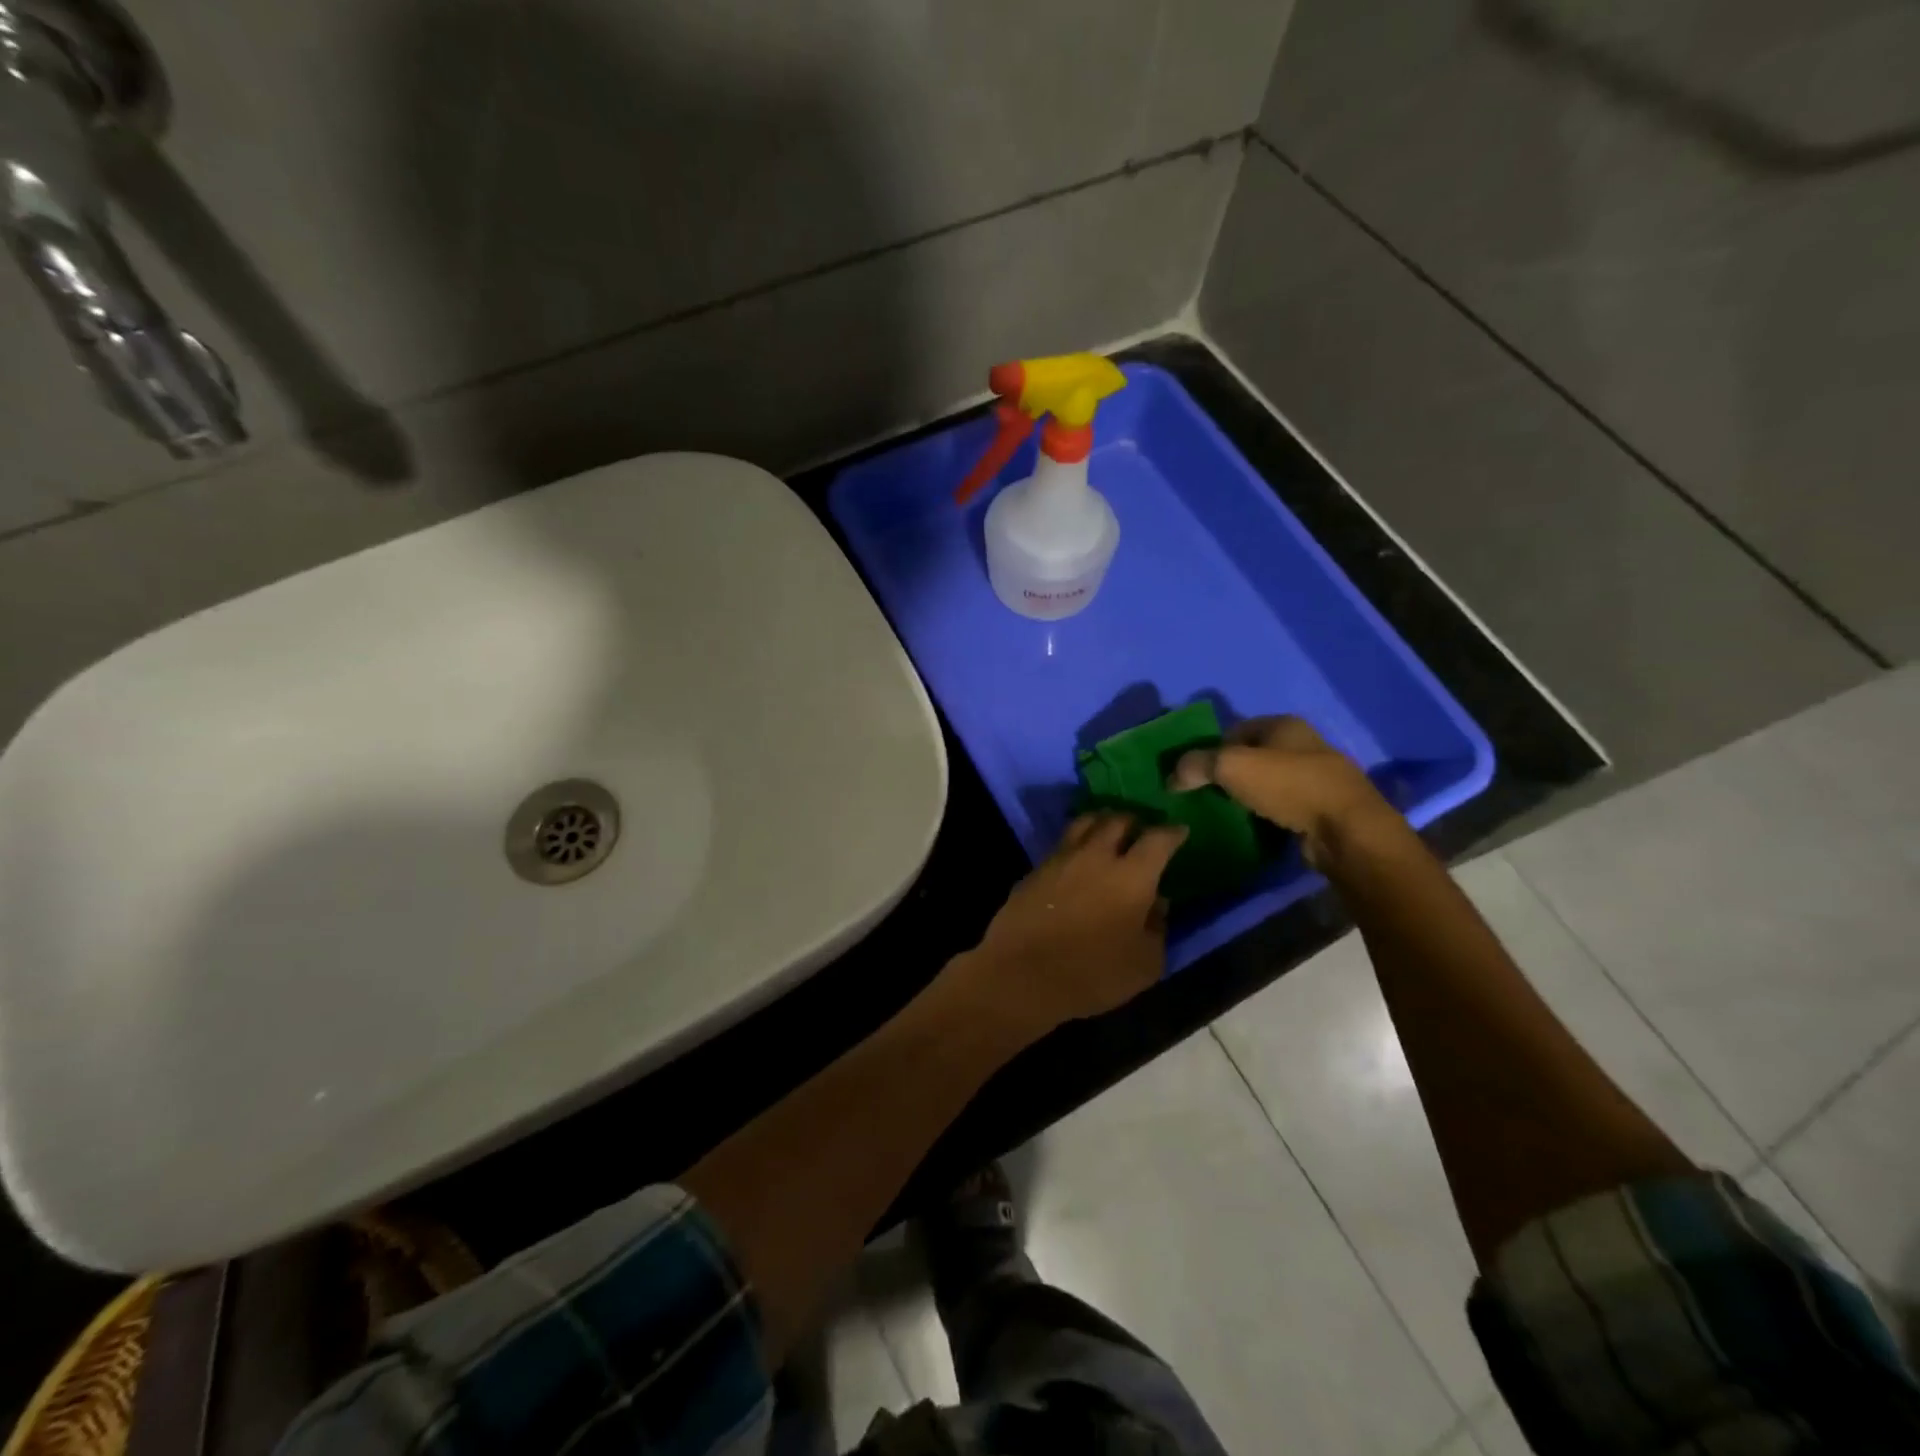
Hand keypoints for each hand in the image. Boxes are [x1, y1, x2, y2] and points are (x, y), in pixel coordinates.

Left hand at [961, 814, 1186, 1035]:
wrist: (1022, 974)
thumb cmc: (1093, 973)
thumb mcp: (1144, 964)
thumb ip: (1157, 929)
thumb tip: (1157, 905)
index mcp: (1132, 876)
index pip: (1158, 840)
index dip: (1172, 833)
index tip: (1180, 831)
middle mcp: (1096, 856)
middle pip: (1116, 820)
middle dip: (1133, 821)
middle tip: (1140, 829)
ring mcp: (1061, 859)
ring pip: (1083, 824)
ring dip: (1100, 823)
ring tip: (1107, 832)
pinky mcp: (1035, 870)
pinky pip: (1061, 846)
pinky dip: (1075, 845)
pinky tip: (1078, 861)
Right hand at [1169, 715, 1394, 867]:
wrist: (1347, 831)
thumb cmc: (1289, 786)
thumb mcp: (1231, 766)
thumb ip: (1196, 765)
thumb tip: (1172, 777)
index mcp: (1284, 724)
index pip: (1234, 729)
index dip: (1210, 748)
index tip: (1194, 774)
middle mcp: (1303, 744)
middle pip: (1252, 755)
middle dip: (1228, 773)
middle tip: (1206, 794)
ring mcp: (1317, 777)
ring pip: (1268, 781)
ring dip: (1248, 795)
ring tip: (1226, 813)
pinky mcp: (1323, 807)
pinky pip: (1284, 805)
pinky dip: (1267, 814)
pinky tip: (1254, 827)